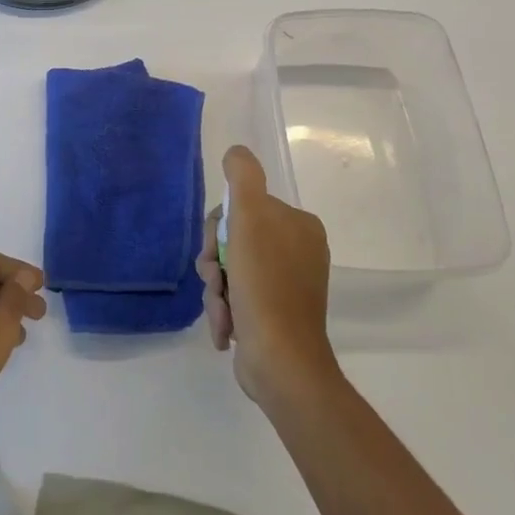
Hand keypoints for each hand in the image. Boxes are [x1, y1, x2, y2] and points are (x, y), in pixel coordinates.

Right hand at [197, 146, 340, 409]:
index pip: (242, 208)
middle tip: (215, 281)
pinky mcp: (275, 316)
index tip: (215, 250)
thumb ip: (242, 177)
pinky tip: (227, 328)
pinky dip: (226, 311)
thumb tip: (235, 152)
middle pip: (234, 240)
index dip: (218, 227)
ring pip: (230, 271)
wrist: (281, 362)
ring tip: (222, 310)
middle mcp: (297, 252)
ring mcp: (287, 286)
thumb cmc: (265, 284)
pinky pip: (238, 298)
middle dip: (215, 263)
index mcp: (299, 226)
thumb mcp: (250, 217)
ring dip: (216, 290)